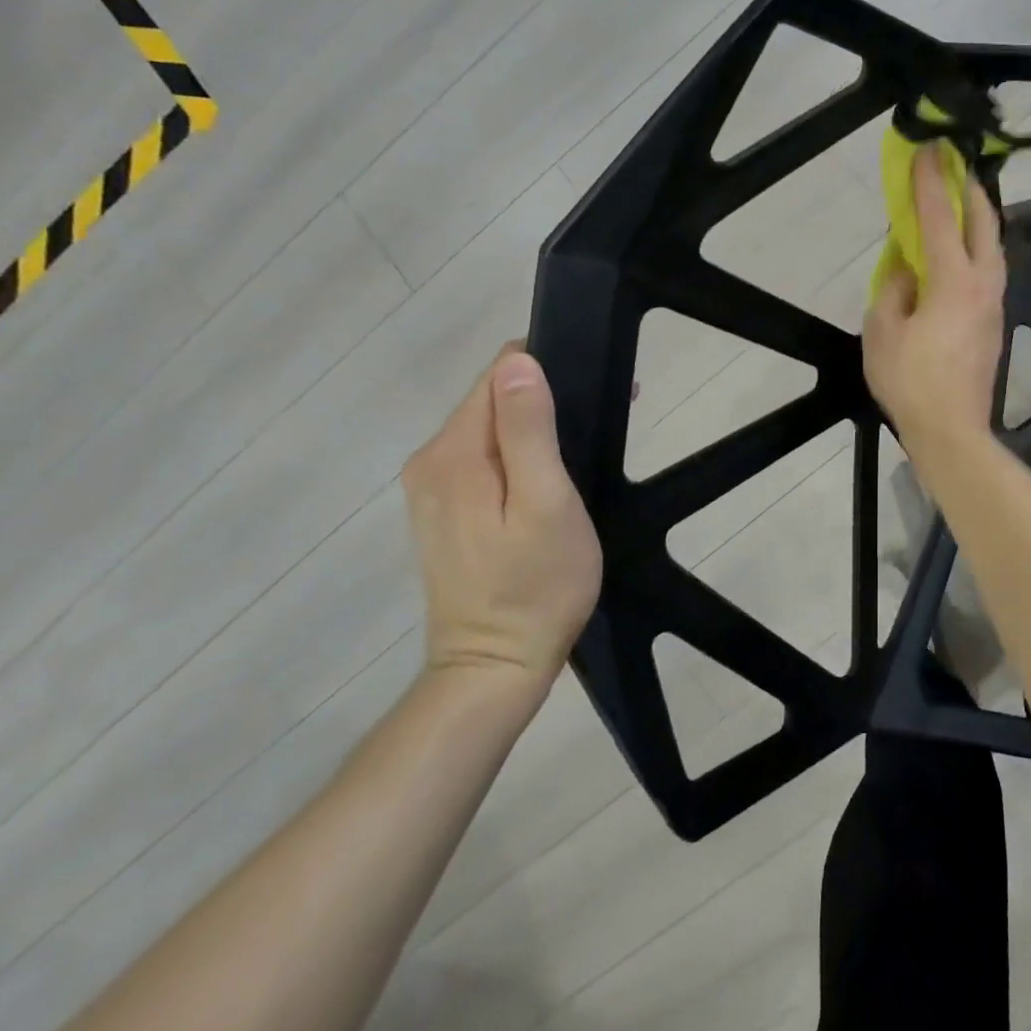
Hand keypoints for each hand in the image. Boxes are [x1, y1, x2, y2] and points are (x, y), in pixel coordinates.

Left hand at [402, 345, 601, 706]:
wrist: (494, 669)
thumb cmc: (536, 585)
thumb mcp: (546, 502)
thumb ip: (529, 429)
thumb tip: (518, 361)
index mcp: (453, 453)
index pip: (497, 374)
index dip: (548, 371)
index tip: (591, 392)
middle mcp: (430, 461)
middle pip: (491, 399)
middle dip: (545, 398)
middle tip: (600, 425)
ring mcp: (432, 489)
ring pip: (490, 428)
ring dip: (535, 427)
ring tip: (583, 452)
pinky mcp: (444, 511)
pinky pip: (484, 458)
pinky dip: (520, 454)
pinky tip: (551, 478)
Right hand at [864, 146, 1006, 457]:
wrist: (952, 430)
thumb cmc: (911, 381)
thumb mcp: (882, 332)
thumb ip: (893, 290)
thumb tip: (907, 272)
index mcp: (953, 280)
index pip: (939, 218)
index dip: (930, 182)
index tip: (927, 150)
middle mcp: (983, 284)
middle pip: (984, 223)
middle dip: (970, 190)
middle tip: (955, 167)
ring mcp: (995, 304)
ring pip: (994, 247)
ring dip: (979, 219)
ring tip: (961, 205)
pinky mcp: (995, 323)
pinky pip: (990, 271)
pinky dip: (978, 248)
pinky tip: (962, 254)